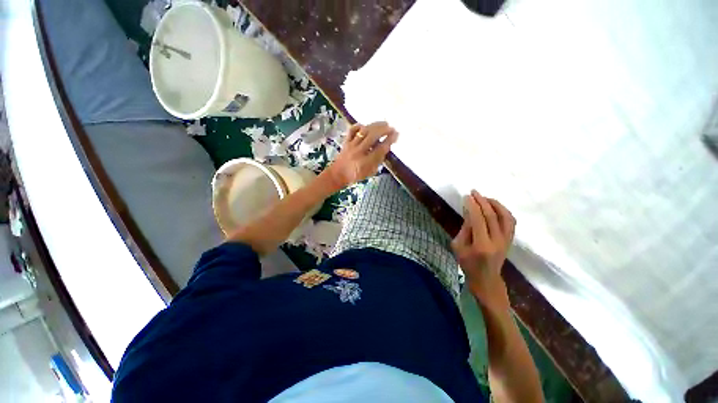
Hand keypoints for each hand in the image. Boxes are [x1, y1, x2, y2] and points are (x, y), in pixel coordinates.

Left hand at [323, 122, 397, 188]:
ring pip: (363, 132)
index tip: (396, 134)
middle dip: (383, 130)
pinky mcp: (345, 142)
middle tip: (391, 127)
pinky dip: (359, 126)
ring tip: (383, 124)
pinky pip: (352, 130)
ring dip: (375, 126)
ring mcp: (351, 146)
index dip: (389, 140)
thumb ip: (378, 161)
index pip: (380, 148)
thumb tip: (386, 147)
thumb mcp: (370, 172)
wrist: (337, 175)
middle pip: (372, 136)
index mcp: (366, 162)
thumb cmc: (355, 176)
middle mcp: (359, 152)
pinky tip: (366, 126)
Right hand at [451, 190, 515, 310]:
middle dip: (482, 201)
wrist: (486, 279)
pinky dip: (503, 211)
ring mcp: (506, 240)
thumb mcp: (458, 246)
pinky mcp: (510, 240)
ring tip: (485, 197)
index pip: (478, 220)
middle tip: (474, 192)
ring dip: (495, 204)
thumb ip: (465, 229)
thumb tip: (469, 212)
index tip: (466, 197)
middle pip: (492, 216)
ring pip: (505, 217)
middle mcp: (497, 241)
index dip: (472, 206)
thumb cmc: (468, 263)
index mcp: (481, 245)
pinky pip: (510, 221)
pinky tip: (494, 206)